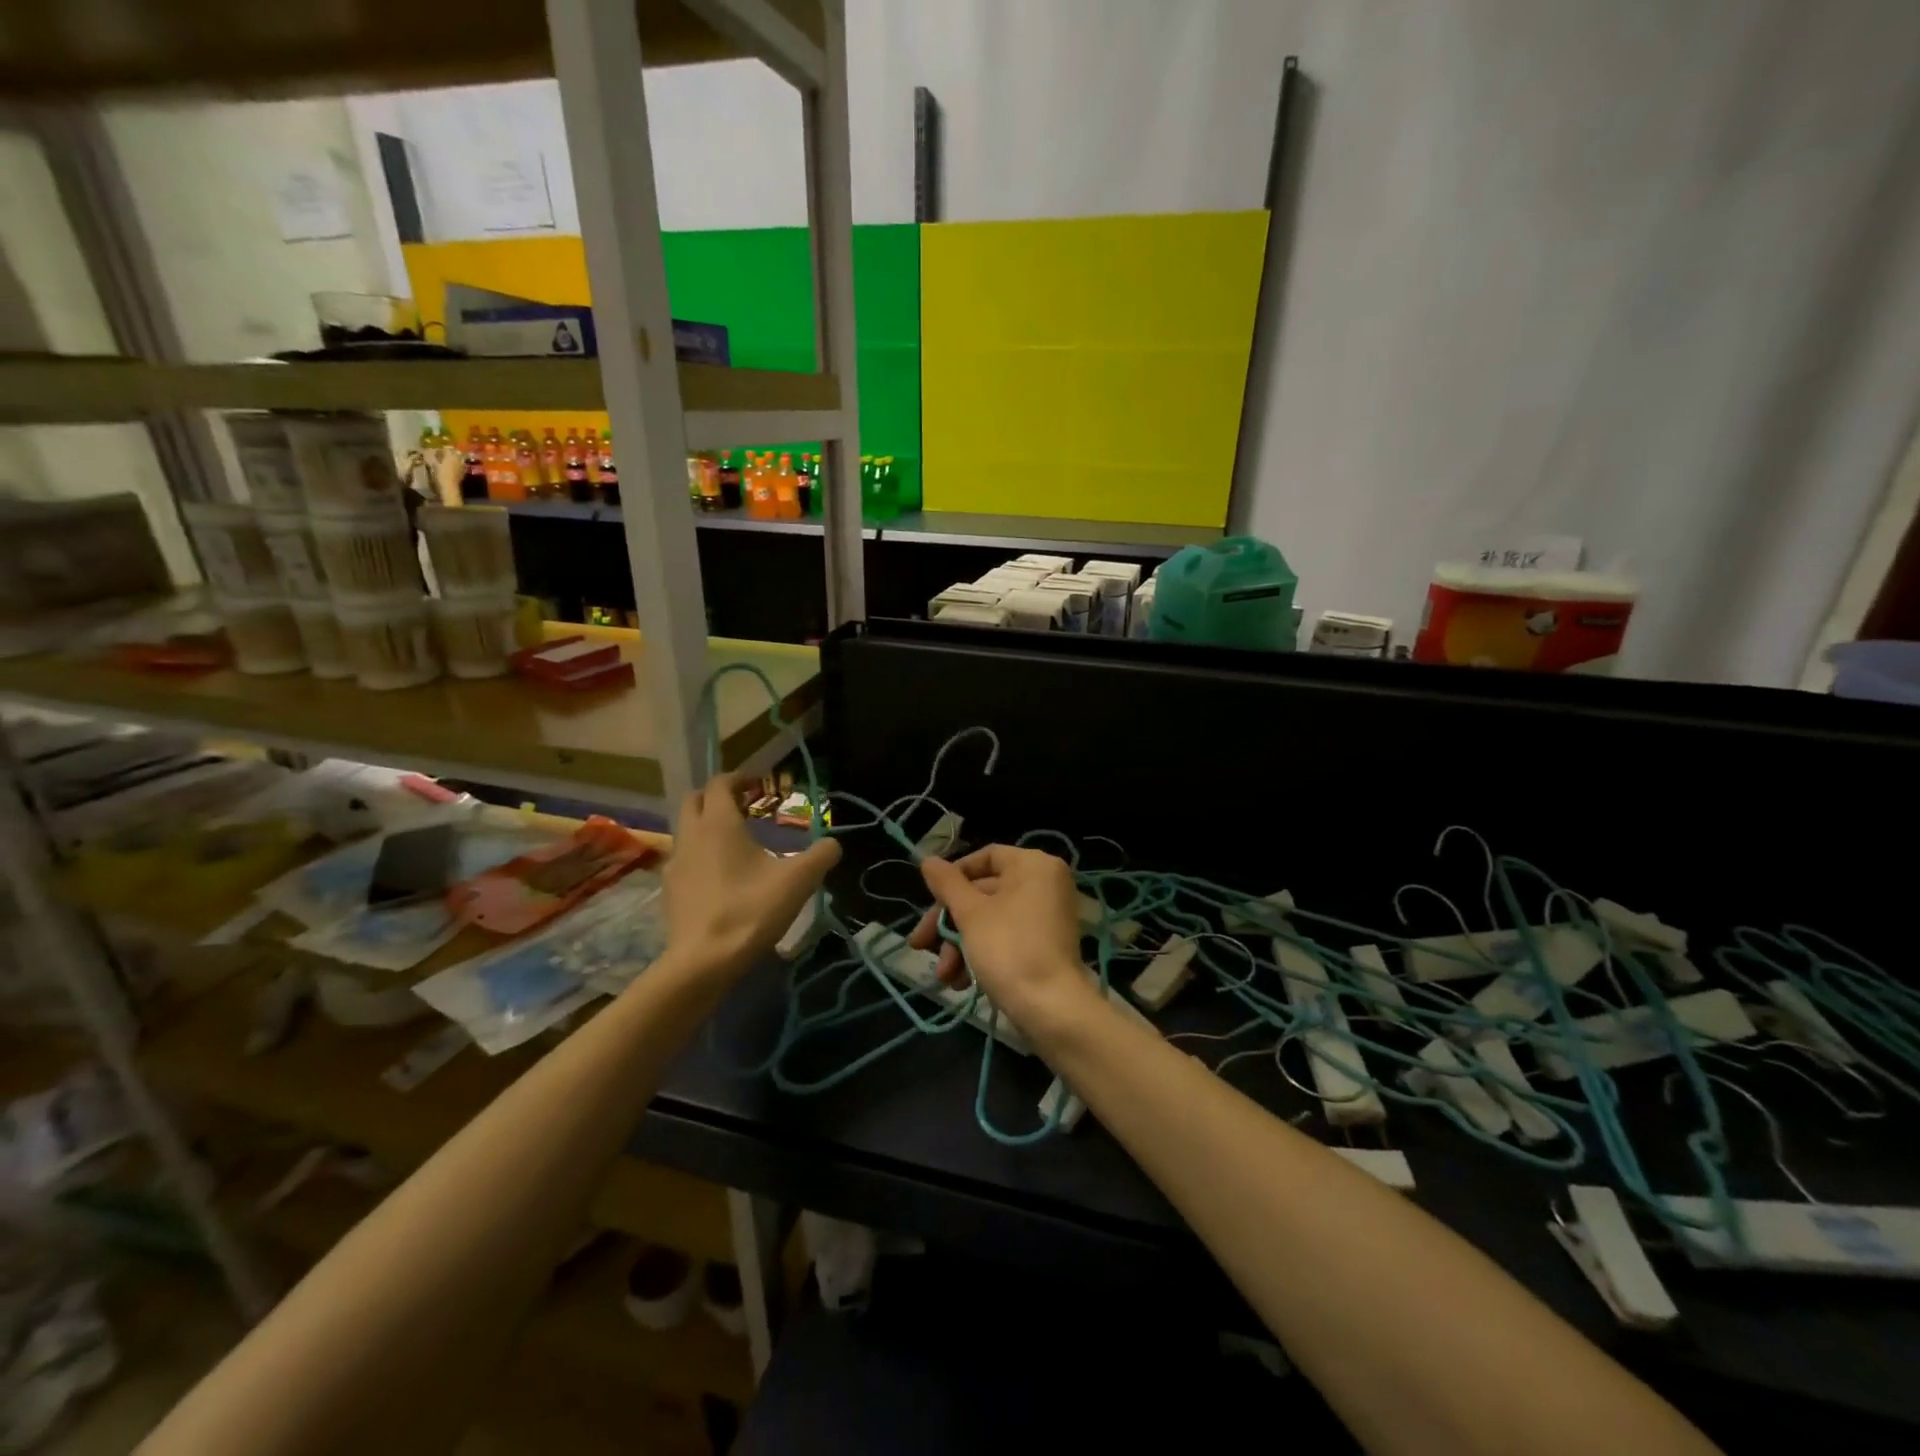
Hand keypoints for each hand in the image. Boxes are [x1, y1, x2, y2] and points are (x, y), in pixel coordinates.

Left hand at [663, 773, 840, 981]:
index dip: (738, 778)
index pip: (720, 784)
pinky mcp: (670, 891)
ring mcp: (676, 864)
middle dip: (717, 797)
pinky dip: (701, 855)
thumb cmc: (750, 910)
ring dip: (707, 826)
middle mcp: (691, 835)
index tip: (757, 784)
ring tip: (736, 842)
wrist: (703, 962)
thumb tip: (833, 844)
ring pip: (687, 830)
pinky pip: (685, 859)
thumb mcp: (798, 881)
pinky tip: (721, 876)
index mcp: (718, 823)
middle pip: (694, 800)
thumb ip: (821, 855)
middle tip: (745, 807)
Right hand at [908, 845, 1094, 1026]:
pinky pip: (1006, 937)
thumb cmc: (1008, 949)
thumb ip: (947, 884)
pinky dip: (981, 954)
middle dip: (949, 924)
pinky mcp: (1045, 945)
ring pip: (990, 919)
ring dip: (960, 945)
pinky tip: (961, 982)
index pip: (985, 857)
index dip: (953, 877)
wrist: (1051, 1009)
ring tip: (944, 976)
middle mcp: (1045, 883)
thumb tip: (927, 860)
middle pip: (983, 892)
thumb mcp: (970, 913)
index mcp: (1033, 865)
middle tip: (920, 946)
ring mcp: (1047, 916)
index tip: (929, 900)